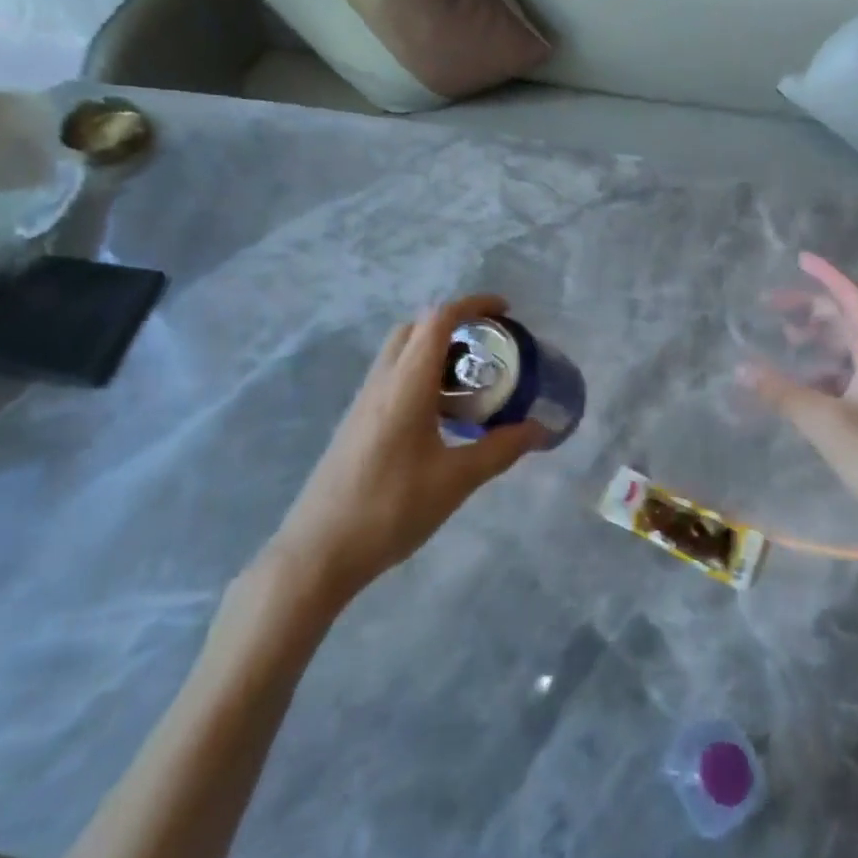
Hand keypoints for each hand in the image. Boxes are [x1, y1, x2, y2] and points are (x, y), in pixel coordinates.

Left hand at [268, 295, 545, 600]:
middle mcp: (382, 381)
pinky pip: (393, 378)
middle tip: (488, 347)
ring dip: (436, 350)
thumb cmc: (390, 509)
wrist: (318, 551)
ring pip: (401, 352)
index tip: (506, 311)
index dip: (473, 305)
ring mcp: (364, 401)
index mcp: (406, 383)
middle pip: (416, 328)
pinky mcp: (357, 422)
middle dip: (455, 324)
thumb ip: (500, 449)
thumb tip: (539, 430)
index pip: (438, 320)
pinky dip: (421, 374)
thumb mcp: (455, 480)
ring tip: (471, 380)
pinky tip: (441, 415)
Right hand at [742, 254, 857, 561]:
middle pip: (849, 322)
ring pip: (848, 350)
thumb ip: (782, 394)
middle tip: (772, 306)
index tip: (800, 259)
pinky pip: (847, 379)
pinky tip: (801, 387)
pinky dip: (821, 372)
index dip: (828, 276)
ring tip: (785, 340)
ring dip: (817, 339)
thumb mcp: (827, 424)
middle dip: (812, 307)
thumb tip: (739, 367)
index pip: (855, 301)